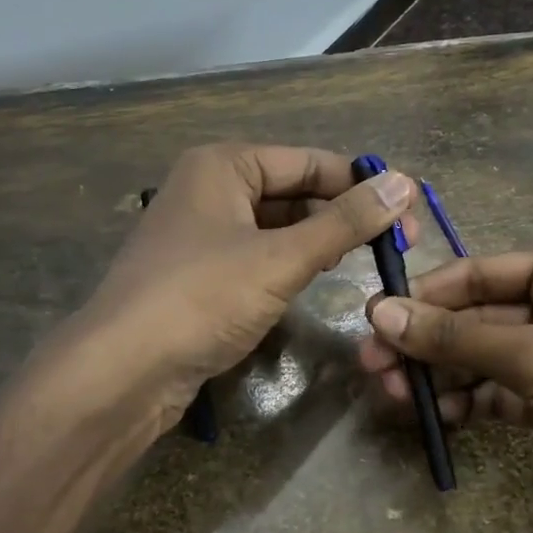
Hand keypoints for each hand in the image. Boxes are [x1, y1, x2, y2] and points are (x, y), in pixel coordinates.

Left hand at [81, 143, 417, 420]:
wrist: (122, 371)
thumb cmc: (202, 298)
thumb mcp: (281, 258)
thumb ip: (344, 222)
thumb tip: (404, 184)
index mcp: (223, 165)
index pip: (309, 161)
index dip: (361, 185)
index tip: (409, 212)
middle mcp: (209, 188)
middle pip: (292, 191)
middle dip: (342, 215)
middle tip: (397, 245)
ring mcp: (201, 233)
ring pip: (276, 226)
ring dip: (319, 240)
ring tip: (367, 260)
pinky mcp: (199, 274)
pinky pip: (257, 255)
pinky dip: (290, 263)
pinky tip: (318, 279)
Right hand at [359, 248, 532, 523]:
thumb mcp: (532, 353)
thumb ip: (453, 336)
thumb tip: (379, 313)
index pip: (473, 275)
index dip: (423, 296)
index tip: (374, 319)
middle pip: (470, 319)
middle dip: (423, 344)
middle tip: (373, 368)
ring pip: (476, 358)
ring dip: (437, 376)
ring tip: (396, 398)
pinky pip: (493, 392)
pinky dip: (465, 402)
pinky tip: (436, 417)